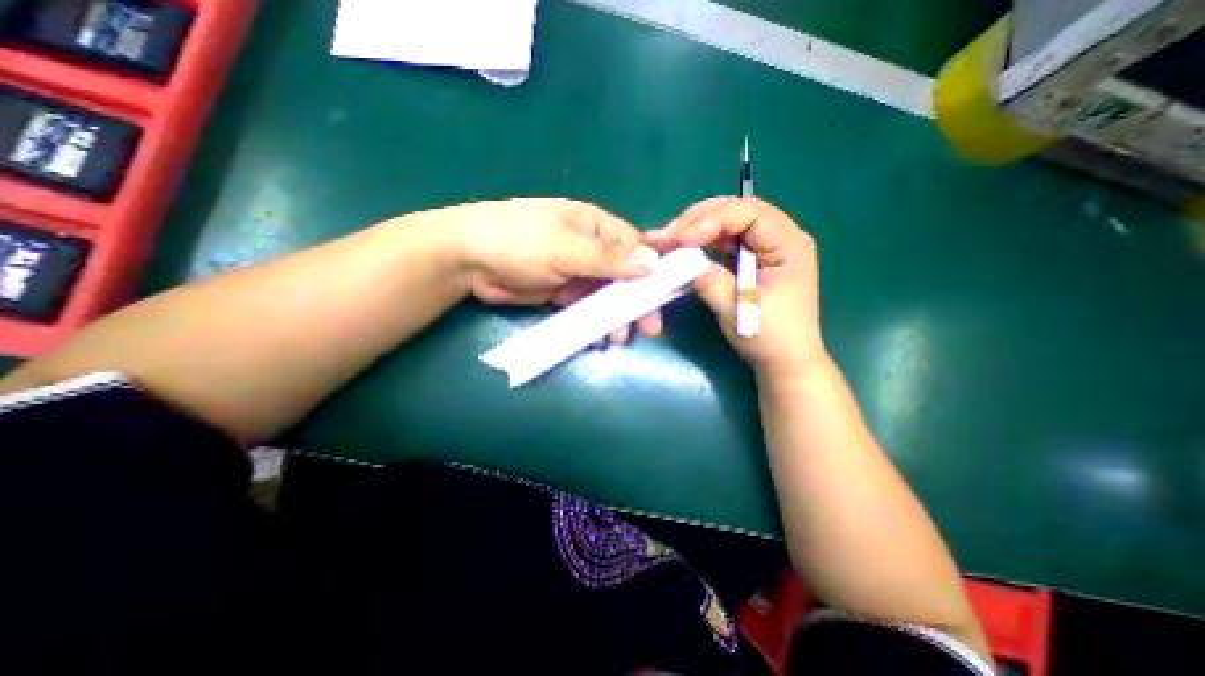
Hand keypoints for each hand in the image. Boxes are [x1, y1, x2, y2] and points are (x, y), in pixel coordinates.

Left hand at [447, 197, 663, 340]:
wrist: (468, 259)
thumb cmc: (518, 241)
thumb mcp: (565, 246)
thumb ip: (608, 257)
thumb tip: (653, 262)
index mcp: (597, 227)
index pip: (636, 249)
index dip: (653, 272)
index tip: (666, 298)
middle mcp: (592, 249)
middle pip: (625, 276)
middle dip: (637, 302)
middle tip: (649, 328)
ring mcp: (578, 272)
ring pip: (607, 295)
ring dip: (616, 316)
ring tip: (620, 336)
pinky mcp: (564, 293)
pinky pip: (588, 308)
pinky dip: (596, 322)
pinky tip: (600, 336)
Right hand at [650, 198, 830, 376]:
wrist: (784, 361)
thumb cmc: (770, 338)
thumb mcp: (737, 309)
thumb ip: (709, 281)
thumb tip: (679, 260)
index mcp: (789, 243)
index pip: (749, 213)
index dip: (712, 220)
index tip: (681, 239)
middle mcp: (779, 237)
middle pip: (736, 211)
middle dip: (699, 220)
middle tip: (668, 235)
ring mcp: (764, 247)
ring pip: (727, 224)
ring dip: (696, 229)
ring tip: (669, 239)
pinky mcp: (750, 259)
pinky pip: (723, 242)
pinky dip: (701, 243)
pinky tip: (683, 248)